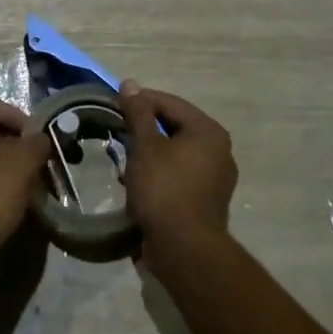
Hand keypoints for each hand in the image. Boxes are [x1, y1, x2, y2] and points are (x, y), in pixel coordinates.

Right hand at [115, 80, 236, 269]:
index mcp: (208, 131)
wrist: (184, 250)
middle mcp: (219, 151)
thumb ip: (138, 112)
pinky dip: (158, 173)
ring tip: (122, 158)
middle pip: (174, 127)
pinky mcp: (206, 201)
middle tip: (116, 132)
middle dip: (143, 129)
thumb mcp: (145, 146)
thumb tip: (130, 83)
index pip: (169, 103)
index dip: (140, 101)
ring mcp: (215, 178)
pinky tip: (136, 182)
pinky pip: (179, 175)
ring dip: (148, 153)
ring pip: (175, 153)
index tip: (113, 105)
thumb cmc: (164, 189)